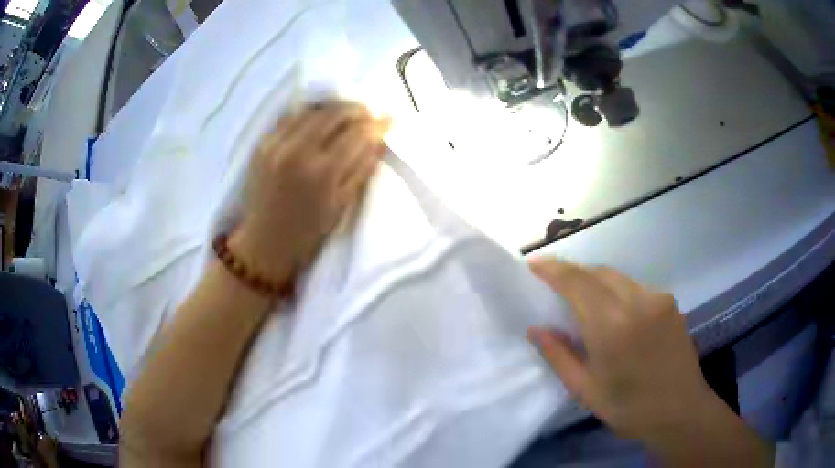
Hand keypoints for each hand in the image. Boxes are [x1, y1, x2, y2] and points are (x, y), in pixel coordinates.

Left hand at [230, 101, 388, 282]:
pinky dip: (309, 114)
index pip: (357, 134)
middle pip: (334, 113)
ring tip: (347, 113)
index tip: (389, 119)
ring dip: (333, 107)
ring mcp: (276, 145)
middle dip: (357, 109)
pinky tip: (319, 119)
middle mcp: (298, 152)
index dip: (377, 124)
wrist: (263, 245)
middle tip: (369, 114)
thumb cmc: (307, 234)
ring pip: (311, 110)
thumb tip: (378, 138)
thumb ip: (361, 168)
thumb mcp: (341, 205)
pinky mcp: (261, 145)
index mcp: (322, 173)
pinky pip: (290, 118)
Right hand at [527, 258, 773, 465]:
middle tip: (553, 284)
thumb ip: (559, 356)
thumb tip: (536, 329)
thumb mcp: (586, 390)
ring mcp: (657, 299)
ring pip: (617, 277)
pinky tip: (614, 312)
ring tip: (581, 299)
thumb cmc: (629, 408)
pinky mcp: (670, 302)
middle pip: (597, 272)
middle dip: (572, 273)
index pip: (578, 283)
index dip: (553, 269)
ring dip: (594, 281)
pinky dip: (616, 290)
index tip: (533, 263)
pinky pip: (635, 287)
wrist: (681, 411)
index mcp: (612, 327)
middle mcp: (637, 302)